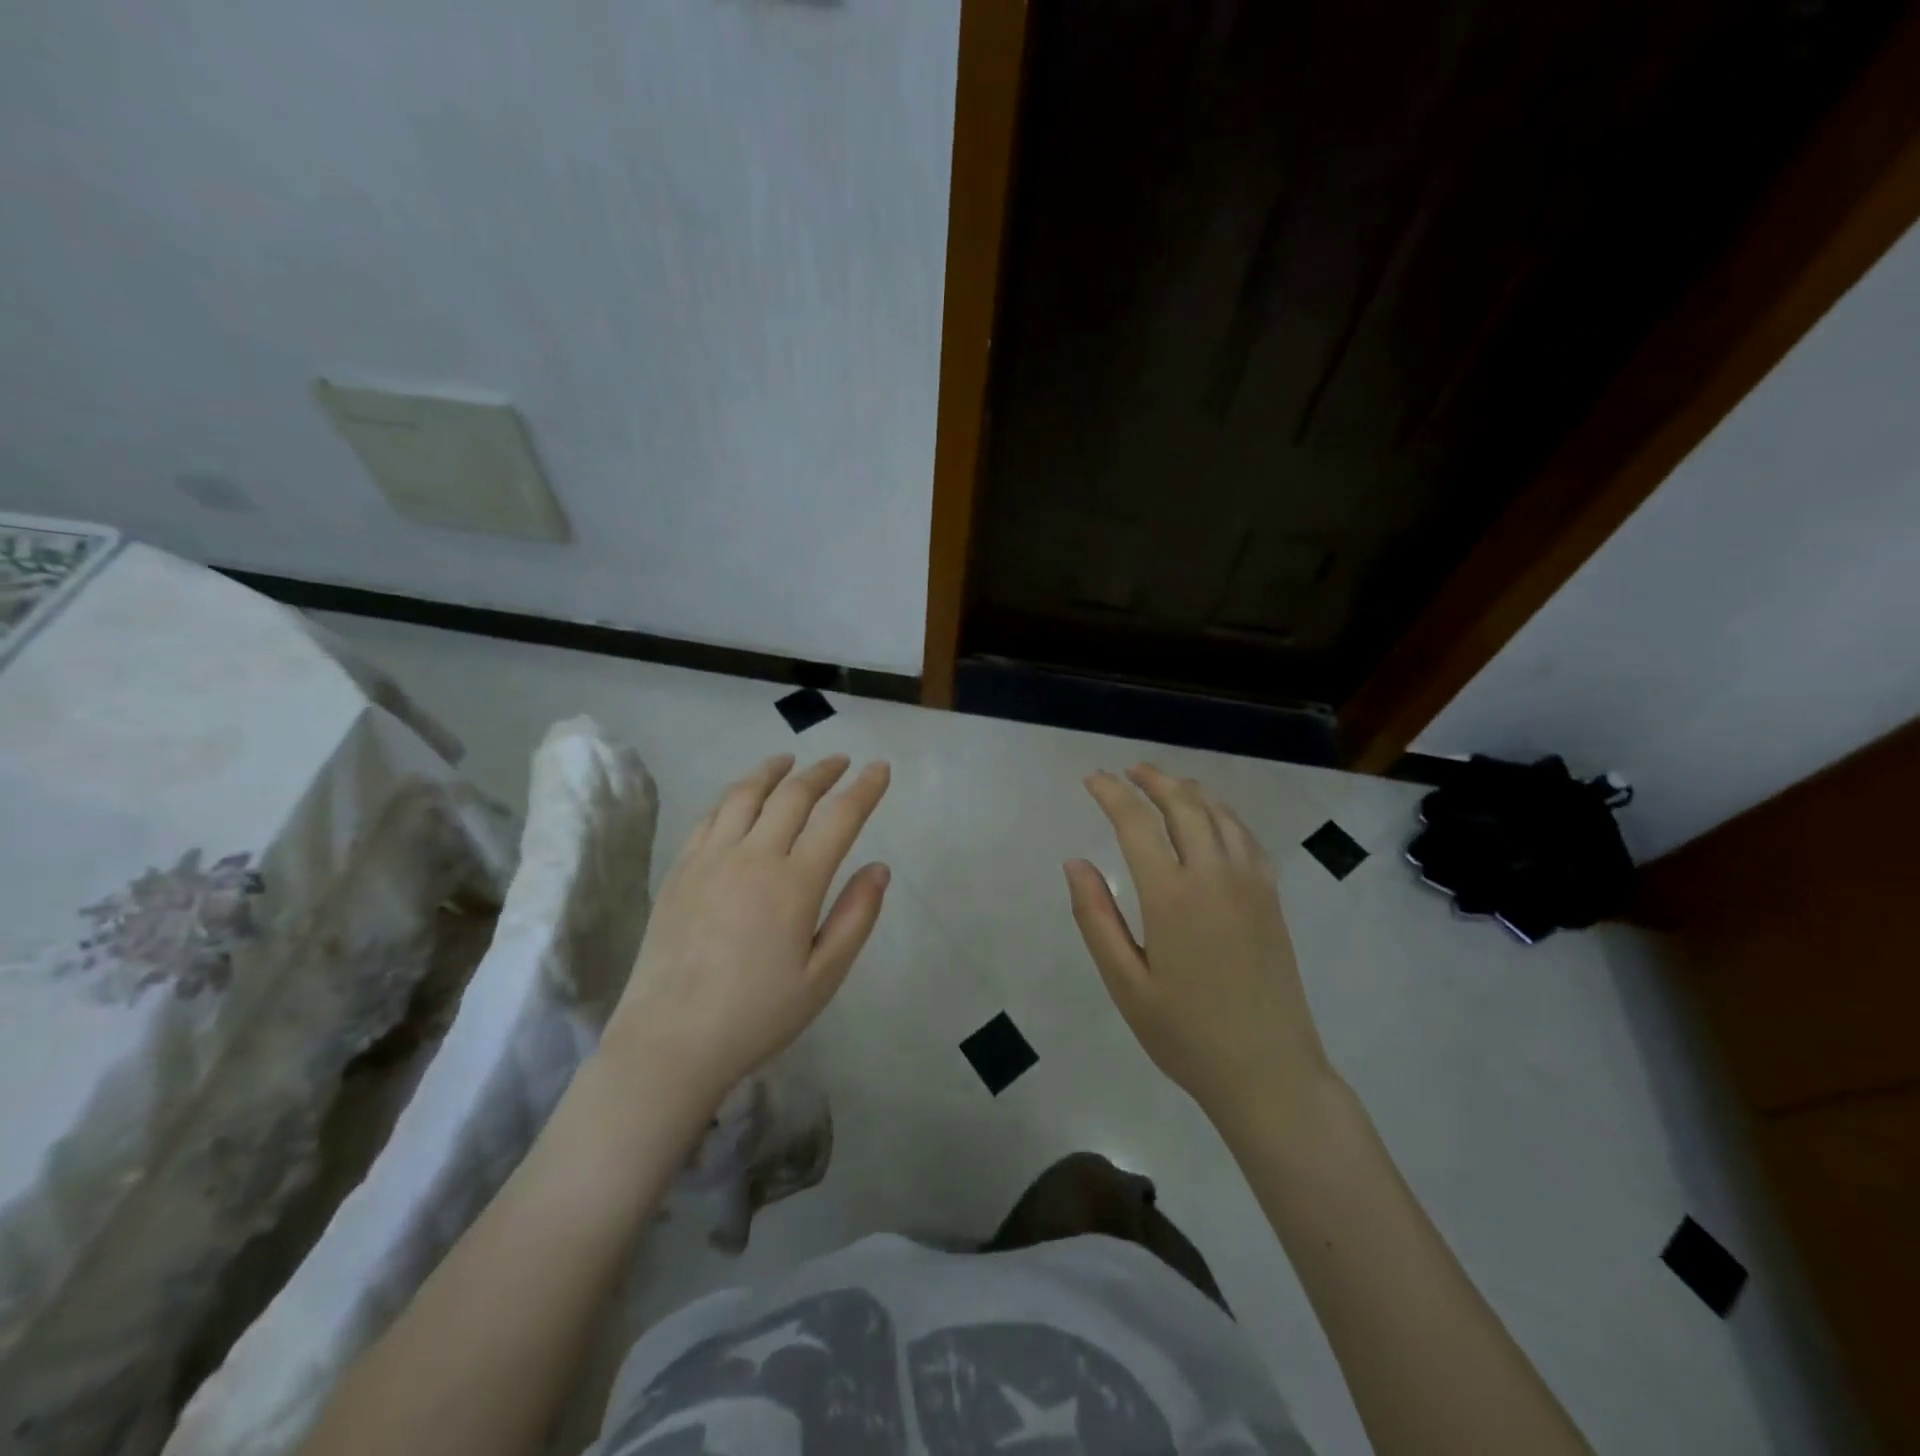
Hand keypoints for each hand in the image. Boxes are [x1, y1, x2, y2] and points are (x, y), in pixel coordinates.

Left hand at [606, 753, 891, 1106]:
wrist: (670, 1041)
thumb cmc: (757, 1015)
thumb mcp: (822, 977)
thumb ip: (855, 917)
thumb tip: (879, 868)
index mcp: (795, 884)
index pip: (839, 819)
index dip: (864, 789)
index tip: (880, 768)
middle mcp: (753, 857)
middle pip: (793, 795)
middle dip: (823, 772)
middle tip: (840, 762)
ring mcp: (710, 859)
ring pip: (745, 794)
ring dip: (773, 771)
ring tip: (788, 761)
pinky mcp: (681, 870)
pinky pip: (710, 816)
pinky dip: (734, 795)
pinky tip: (741, 796)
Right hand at [1067, 764, 1334, 1131]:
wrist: (1270, 1073)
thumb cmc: (1186, 1035)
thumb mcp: (1125, 983)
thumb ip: (1096, 917)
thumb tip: (1075, 862)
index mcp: (1172, 896)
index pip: (1136, 822)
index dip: (1111, 793)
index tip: (1092, 779)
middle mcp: (1215, 876)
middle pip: (1183, 805)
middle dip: (1152, 780)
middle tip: (1128, 771)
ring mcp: (1251, 883)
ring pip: (1219, 814)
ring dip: (1188, 791)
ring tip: (1165, 784)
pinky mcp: (1271, 897)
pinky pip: (1246, 836)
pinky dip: (1222, 814)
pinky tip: (1212, 819)